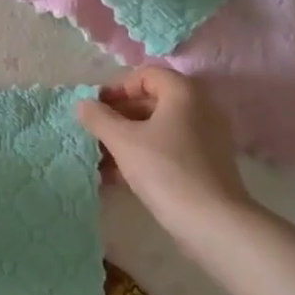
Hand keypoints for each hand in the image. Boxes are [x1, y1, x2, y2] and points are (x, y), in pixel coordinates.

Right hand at [75, 68, 253, 240]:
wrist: (211, 220)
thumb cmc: (164, 169)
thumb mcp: (122, 140)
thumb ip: (98, 118)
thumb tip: (82, 104)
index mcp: (184, 93)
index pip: (146, 74)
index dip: (117, 87)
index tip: (96, 108)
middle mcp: (200, 108)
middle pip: (152, 100)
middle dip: (119, 115)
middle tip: (95, 133)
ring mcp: (206, 136)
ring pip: (158, 126)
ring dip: (128, 136)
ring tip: (102, 157)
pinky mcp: (206, 162)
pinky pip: (169, 146)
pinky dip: (144, 152)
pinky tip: (119, 174)